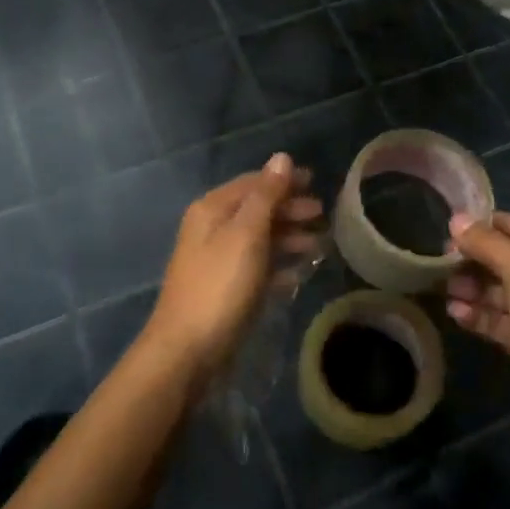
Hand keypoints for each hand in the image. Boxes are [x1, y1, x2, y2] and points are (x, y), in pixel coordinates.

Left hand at [144, 154, 323, 377]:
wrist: (187, 351)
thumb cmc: (220, 286)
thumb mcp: (247, 234)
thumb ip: (266, 196)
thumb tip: (282, 157)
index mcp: (212, 210)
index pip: (253, 183)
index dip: (284, 181)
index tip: (317, 183)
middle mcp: (211, 229)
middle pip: (256, 210)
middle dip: (290, 210)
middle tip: (322, 217)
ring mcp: (216, 261)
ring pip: (258, 240)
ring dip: (288, 239)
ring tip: (319, 247)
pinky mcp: (224, 290)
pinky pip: (256, 268)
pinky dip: (277, 267)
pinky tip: (299, 275)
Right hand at [445, 212, 509, 439]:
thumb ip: (488, 243)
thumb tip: (457, 219)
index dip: (490, 224)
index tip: (454, 227)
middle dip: (477, 260)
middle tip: (442, 261)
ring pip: (503, 292)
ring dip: (474, 288)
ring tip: (444, 289)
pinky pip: (501, 320)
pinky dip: (479, 315)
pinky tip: (455, 313)